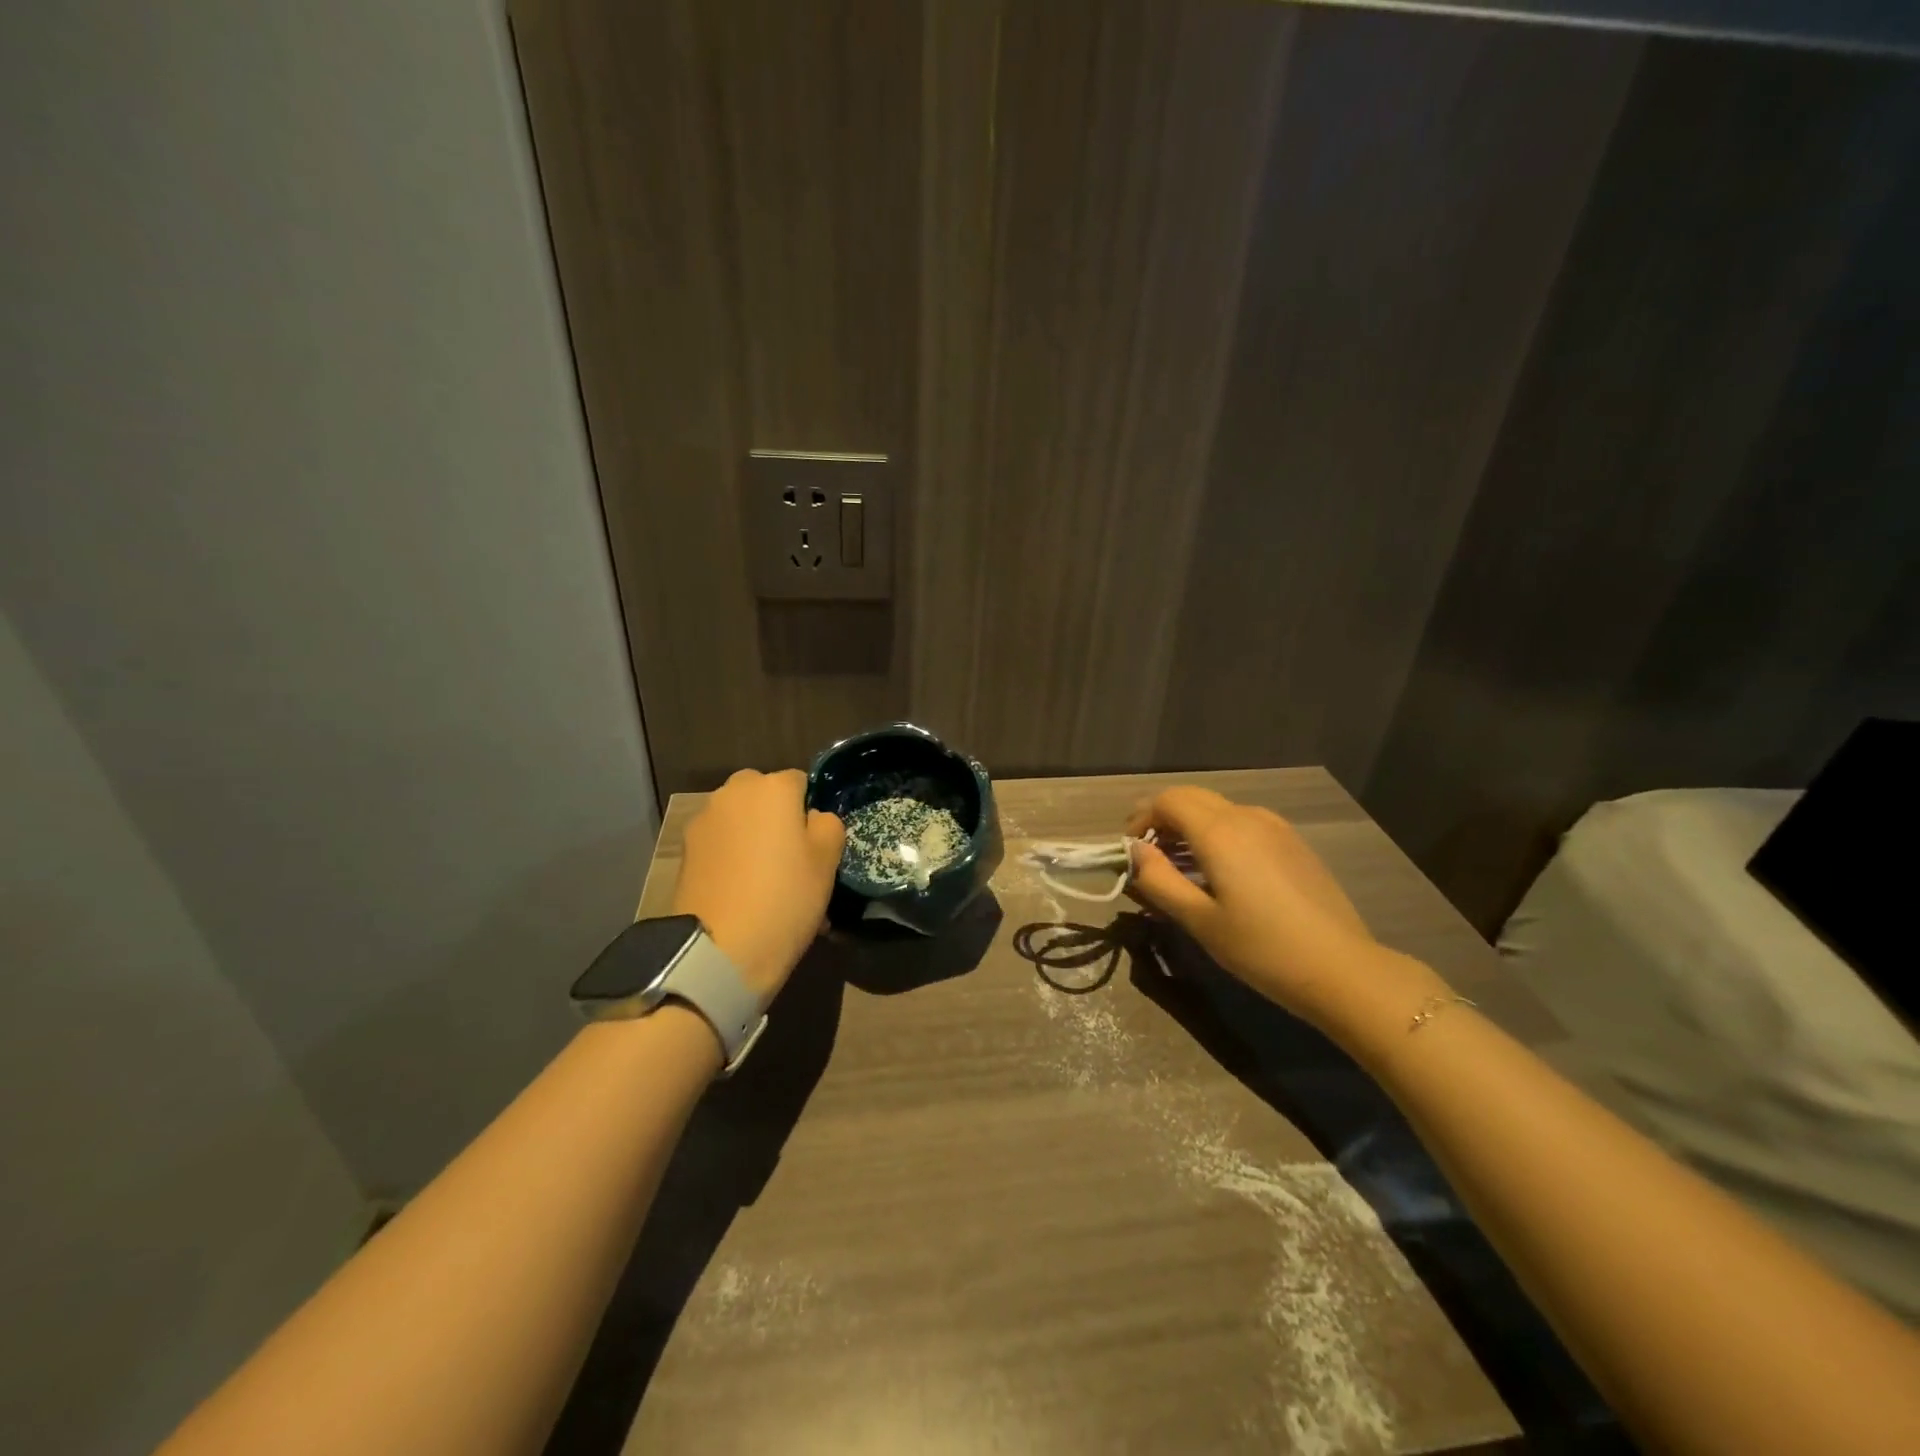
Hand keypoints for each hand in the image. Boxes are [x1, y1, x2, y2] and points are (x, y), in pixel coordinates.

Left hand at [672, 768, 845, 1002]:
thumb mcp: (827, 861)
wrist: (720, 951)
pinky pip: (721, 845)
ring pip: (741, 821)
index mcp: (772, 787)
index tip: (817, 845)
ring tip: (767, 883)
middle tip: (793, 861)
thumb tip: (812, 818)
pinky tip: (743, 893)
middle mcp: (733, 793)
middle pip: (764, 797)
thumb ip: (827, 825)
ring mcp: (704, 821)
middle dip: (778, 819)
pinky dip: (733, 859)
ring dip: (754, 839)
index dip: (811, 811)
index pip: (801, 782)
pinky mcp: (684, 852)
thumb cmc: (785, 898)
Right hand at [1125, 787, 1437, 1028]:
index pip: (1167, 800)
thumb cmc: (1261, 948)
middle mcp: (1246, 817)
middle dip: (1163, 817)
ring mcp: (1275, 827)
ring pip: (1218, 808)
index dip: (1141, 817)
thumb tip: (1136, 851)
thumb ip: (1159, 880)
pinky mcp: (1293, 842)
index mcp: (1219, 832)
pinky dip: (1218, 832)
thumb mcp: (1199, 920)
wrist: (1342, 968)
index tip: (1130, 848)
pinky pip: (1243, 822)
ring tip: (1180, 864)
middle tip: (1148, 853)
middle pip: (1192, 797)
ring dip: (1190, 824)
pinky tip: (1220, 869)